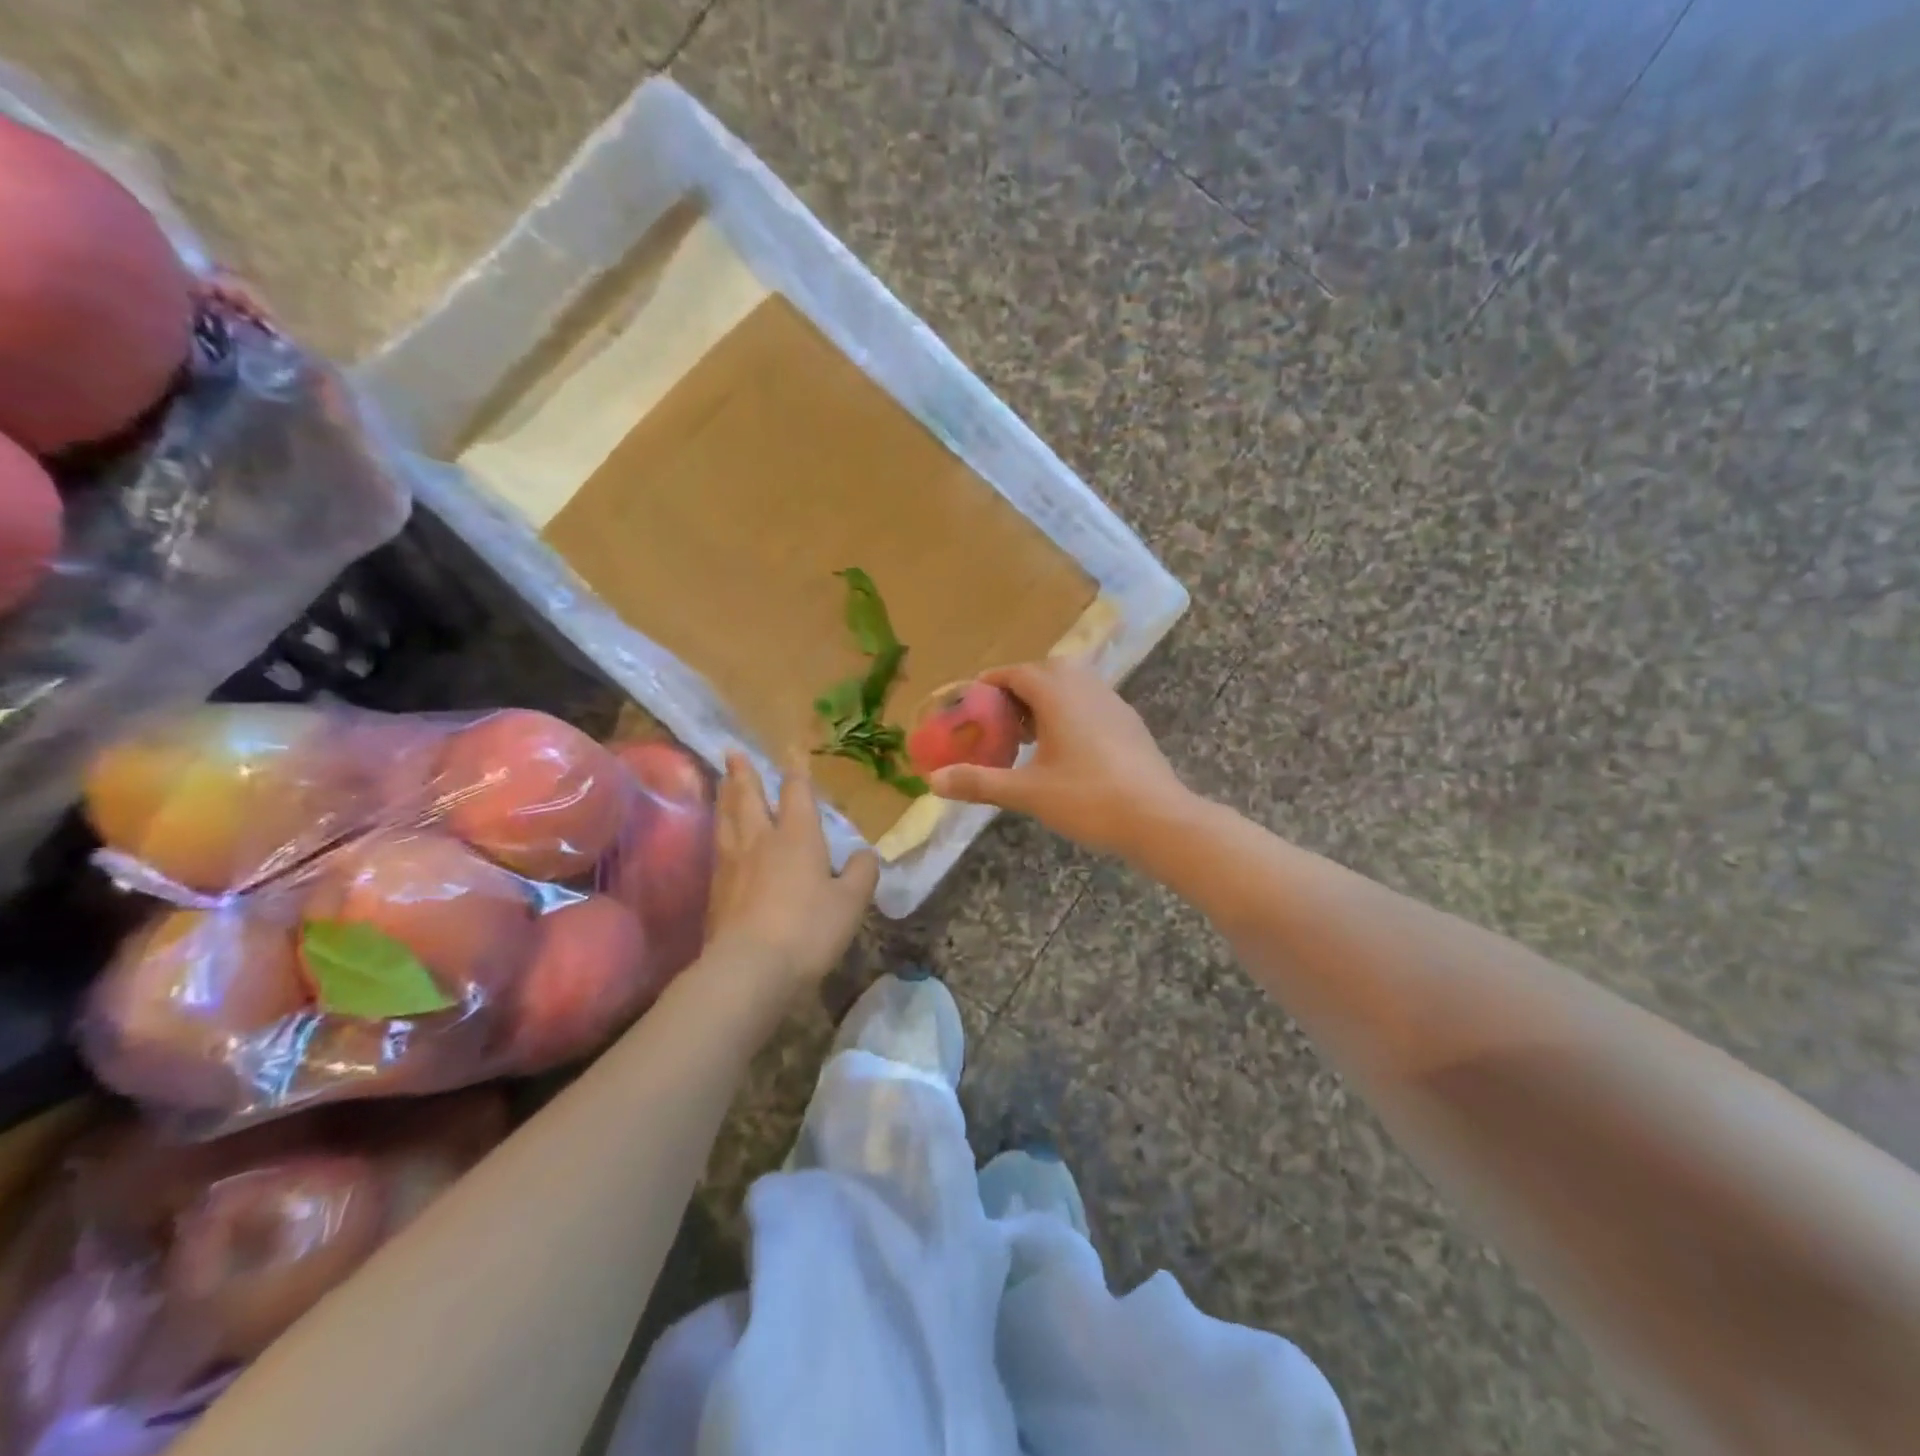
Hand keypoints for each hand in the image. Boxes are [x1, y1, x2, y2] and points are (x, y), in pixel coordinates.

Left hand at [704, 752, 877, 988]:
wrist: (749, 969)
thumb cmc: (808, 929)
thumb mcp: (851, 903)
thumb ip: (861, 873)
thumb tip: (865, 854)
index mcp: (797, 837)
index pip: (796, 794)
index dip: (796, 771)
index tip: (791, 749)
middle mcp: (761, 841)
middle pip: (748, 798)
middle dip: (744, 774)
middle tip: (732, 751)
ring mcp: (732, 864)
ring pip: (726, 818)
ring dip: (725, 795)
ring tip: (721, 781)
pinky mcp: (715, 890)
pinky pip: (716, 847)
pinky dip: (718, 830)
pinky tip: (718, 835)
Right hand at [929, 659, 1193, 858]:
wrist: (1158, 818)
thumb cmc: (1088, 799)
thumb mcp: (1027, 792)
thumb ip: (979, 782)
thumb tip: (933, 780)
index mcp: (1058, 693)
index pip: (1016, 672)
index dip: (990, 684)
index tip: (972, 701)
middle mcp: (1087, 686)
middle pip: (1045, 672)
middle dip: (1018, 690)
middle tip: (999, 720)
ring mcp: (1113, 702)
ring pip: (1072, 686)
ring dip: (1046, 700)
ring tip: (1028, 736)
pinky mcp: (1129, 723)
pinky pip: (1090, 703)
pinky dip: (1069, 713)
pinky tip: (1065, 751)